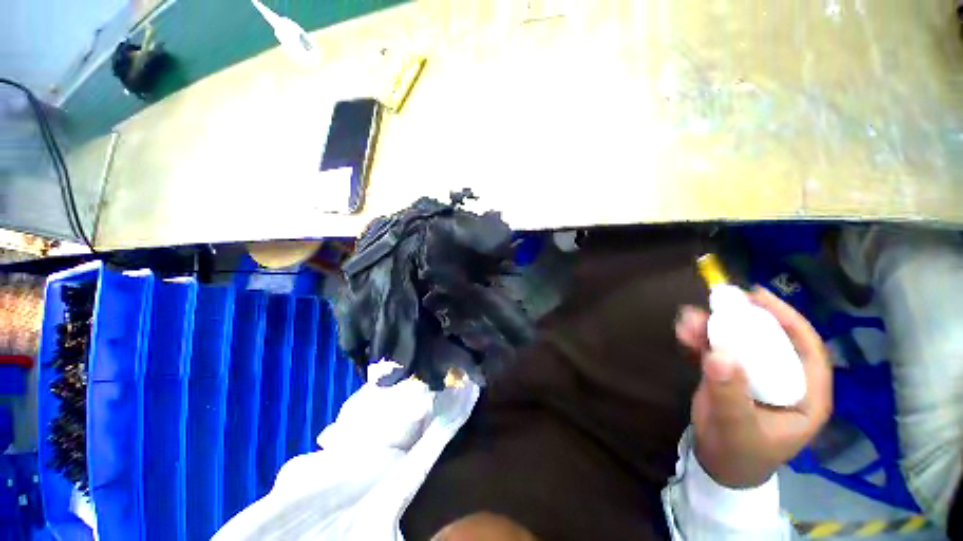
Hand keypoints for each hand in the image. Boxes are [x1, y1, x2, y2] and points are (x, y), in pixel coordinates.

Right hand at [675, 287, 832, 488]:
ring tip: (689, 319)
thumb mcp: (739, 429)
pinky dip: (699, 339)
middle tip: (721, 300)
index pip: (807, 350)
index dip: (788, 320)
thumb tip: (719, 355)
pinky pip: (715, 350)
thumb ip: (730, 394)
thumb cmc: (740, 453)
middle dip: (743, 319)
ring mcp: (753, 375)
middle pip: (768, 339)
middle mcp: (782, 379)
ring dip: (713, 327)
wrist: (717, 464)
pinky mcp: (728, 373)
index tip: (760, 298)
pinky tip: (684, 331)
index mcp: (804, 395)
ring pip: (738, 342)